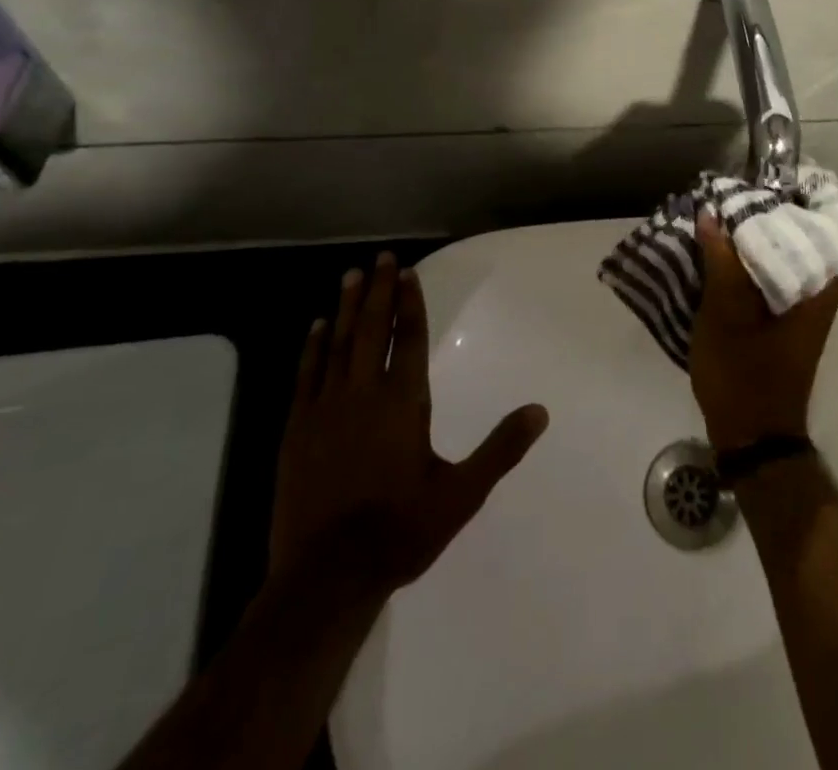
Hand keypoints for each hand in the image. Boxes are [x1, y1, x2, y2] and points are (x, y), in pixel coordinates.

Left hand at [269, 253, 548, 593]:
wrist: (326, 579)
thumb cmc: (401, 531)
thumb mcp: (462, 494)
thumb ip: (501, 448)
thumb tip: (540, 411)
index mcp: (403, 403)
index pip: (408, 339)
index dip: (410, 303)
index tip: (409, 272)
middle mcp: (363, 395)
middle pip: (372, 330)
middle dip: (380, 291)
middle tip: (382, 258)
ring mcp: (325, 411)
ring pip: (338, 344)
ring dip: (348, 307)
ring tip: (353, 275)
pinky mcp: (297, 431)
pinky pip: (307, 375)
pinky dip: (313, 346)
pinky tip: (317, 326)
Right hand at [689, 212, 837, 452]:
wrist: (752, 437)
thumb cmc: (743, 375)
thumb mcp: (725, 313)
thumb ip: (720, 260)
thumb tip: (711, 213)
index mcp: (819, 283)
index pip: (807, 220)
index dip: (775, 199)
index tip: (743, 185)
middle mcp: (820, 287)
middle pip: (790, 235)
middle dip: (755, 218)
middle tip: (720, 199)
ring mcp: (804, 302)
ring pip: (776, 254)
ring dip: (746, 241)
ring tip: (714, 220)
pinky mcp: (785, 315)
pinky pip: (768, 274)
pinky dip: (745, 263)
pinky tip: (717, 254)